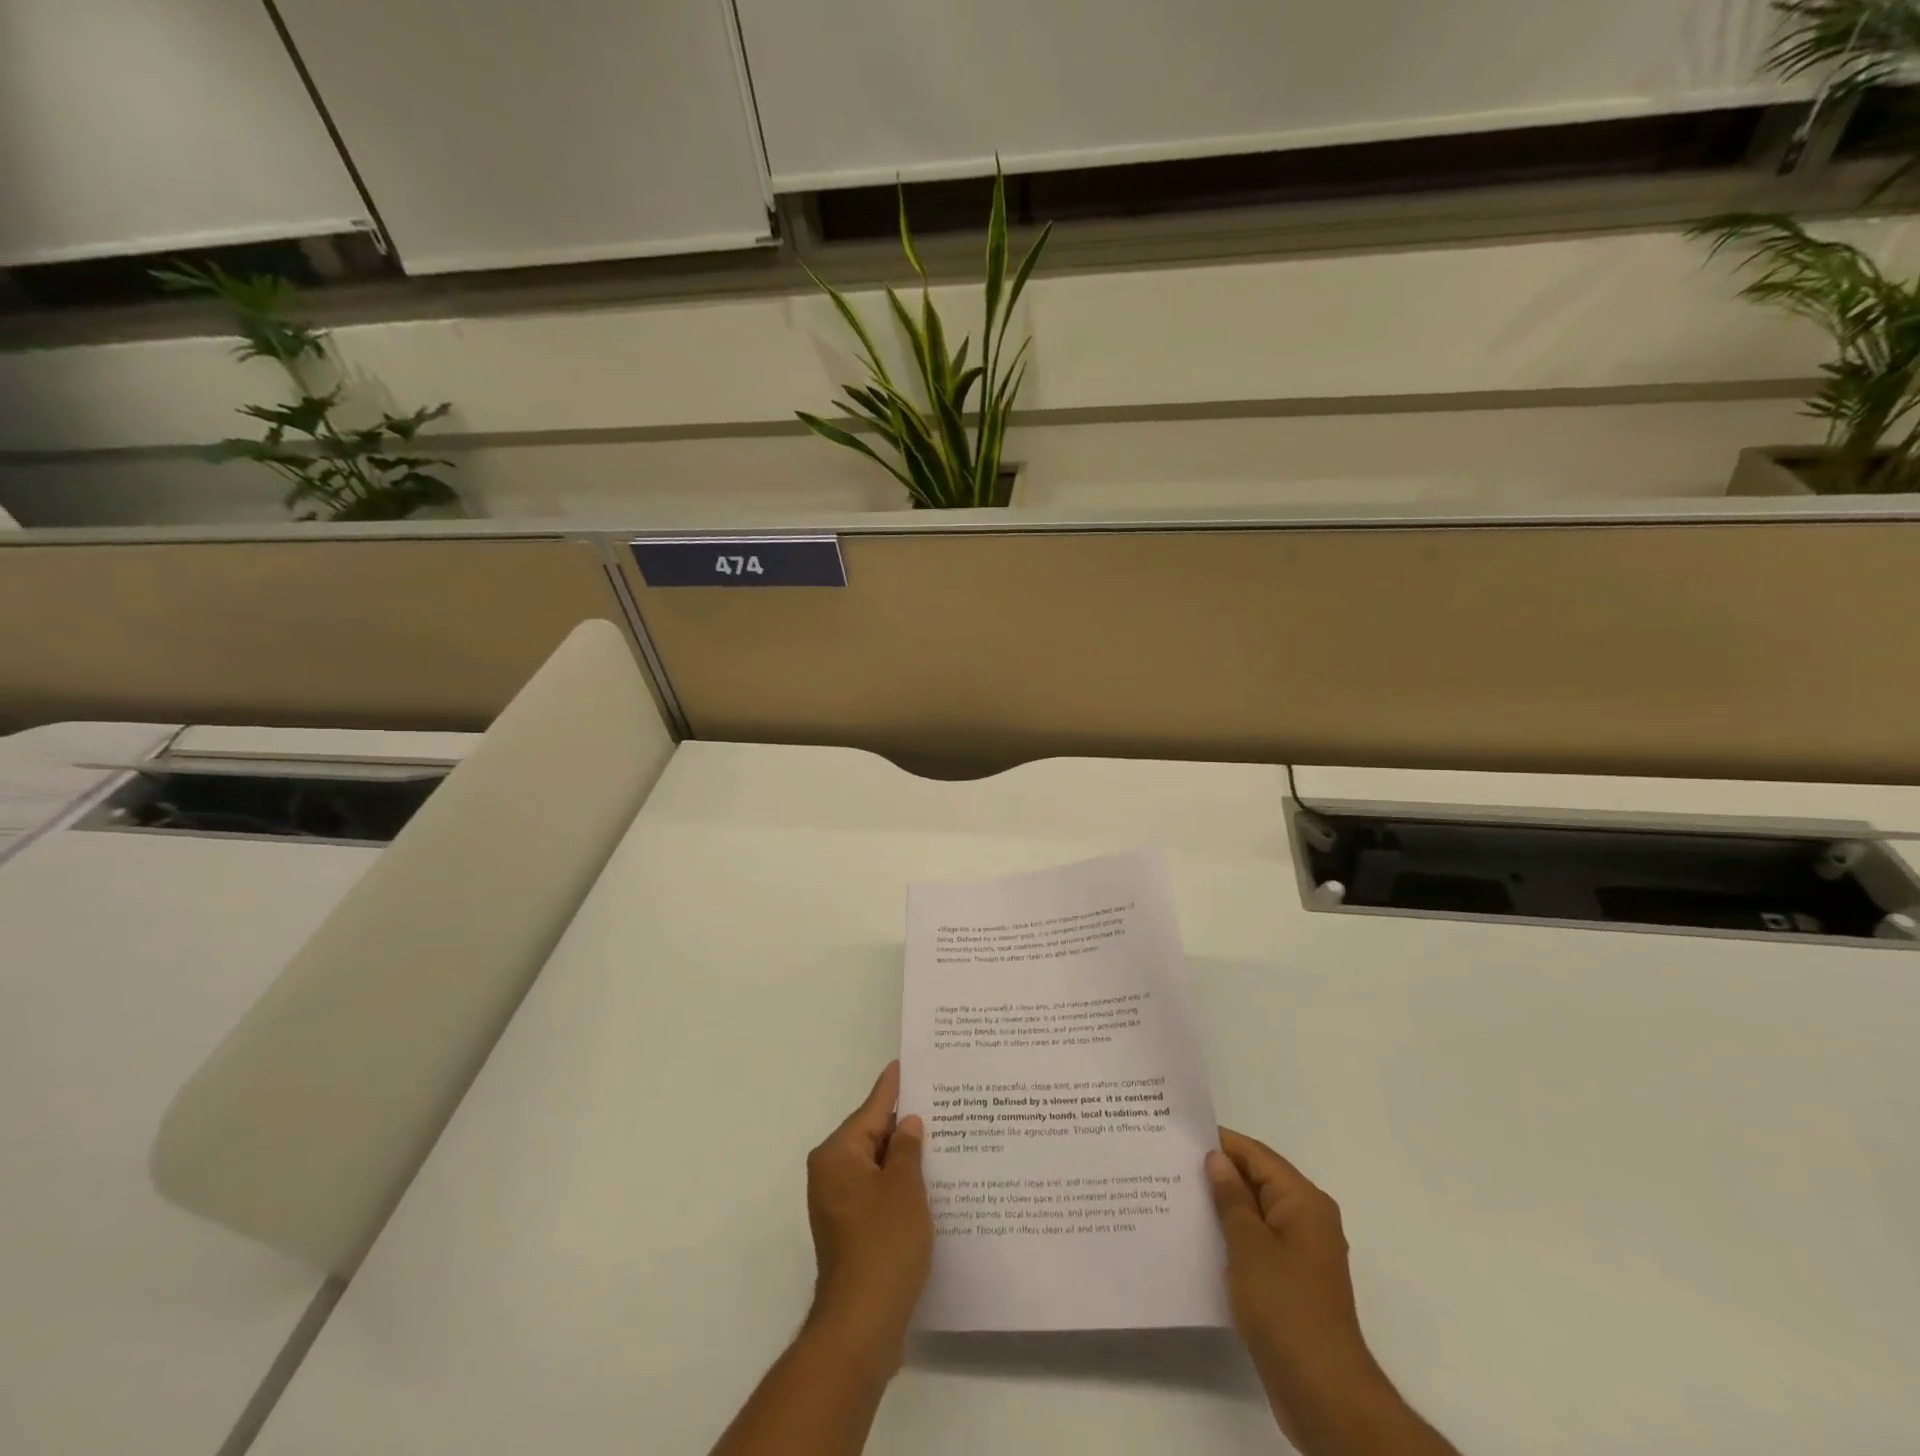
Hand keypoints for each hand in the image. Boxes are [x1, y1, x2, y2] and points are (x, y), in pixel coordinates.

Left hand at [803, 1061, 931, 1367]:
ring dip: (904, 1157)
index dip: (894, 1086)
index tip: (907, 1063)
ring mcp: (838, 1204)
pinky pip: (877, 1191)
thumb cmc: (884, 1245)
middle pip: (872, 1135)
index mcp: (838, 1154)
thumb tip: (908, 1124)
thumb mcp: (904, 1188)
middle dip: (904, 1124)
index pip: (872, 1108)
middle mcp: (831, 1173)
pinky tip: (929, 1182)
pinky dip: (899, 1184)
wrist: (861, 1325)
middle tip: (940, 1102)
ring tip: (942, 1137)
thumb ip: (907, 1149)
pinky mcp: (850, 1229)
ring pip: (876, 1165)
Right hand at [1208, 1129, 1406, 1453]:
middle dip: (1218, 1174)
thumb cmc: (1285, 1307)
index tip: (1180, 1136)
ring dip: (1222, 1207)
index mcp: (1304, 1202)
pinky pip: (1257, 1242)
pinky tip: (1199, 1239)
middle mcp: (1308, 1220)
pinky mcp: (1291, 1282)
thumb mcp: (1249, 1245)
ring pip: (1255, 1213)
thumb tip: (1217, 1159)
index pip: (1257, 1155)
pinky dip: (1232, 1236)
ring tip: (1176, 1197)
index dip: (1220, 1143)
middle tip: (1170, 1164)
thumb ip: (1231, 1197)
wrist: (1323, 1393)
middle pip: (1258, 1181)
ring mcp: (1301, 1253)